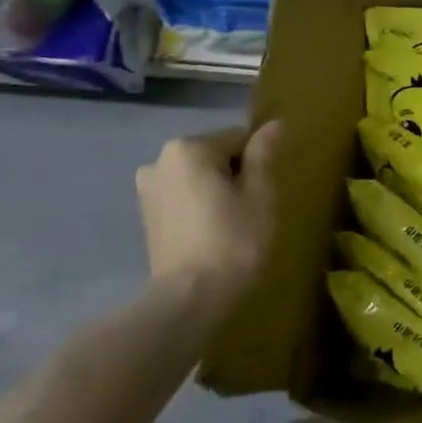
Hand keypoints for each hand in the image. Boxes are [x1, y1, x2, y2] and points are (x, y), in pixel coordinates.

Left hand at [136, 121, 279, 311]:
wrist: (189, 298)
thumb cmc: (233, 240)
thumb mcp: (259, 193)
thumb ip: (263, 154)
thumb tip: (274, 123)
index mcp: (188, 148)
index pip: (239, 138)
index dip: (259, 163)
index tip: (266, 193)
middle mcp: (160, 161)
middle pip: (215, 156)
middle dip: (236, 175)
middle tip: (253, 210)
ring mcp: (148, 190)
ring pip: (199, 178)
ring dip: (218, 192)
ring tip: (234, 224)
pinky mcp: (146, 217)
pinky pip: (184, 198)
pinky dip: (201, 208)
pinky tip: (213, 234)